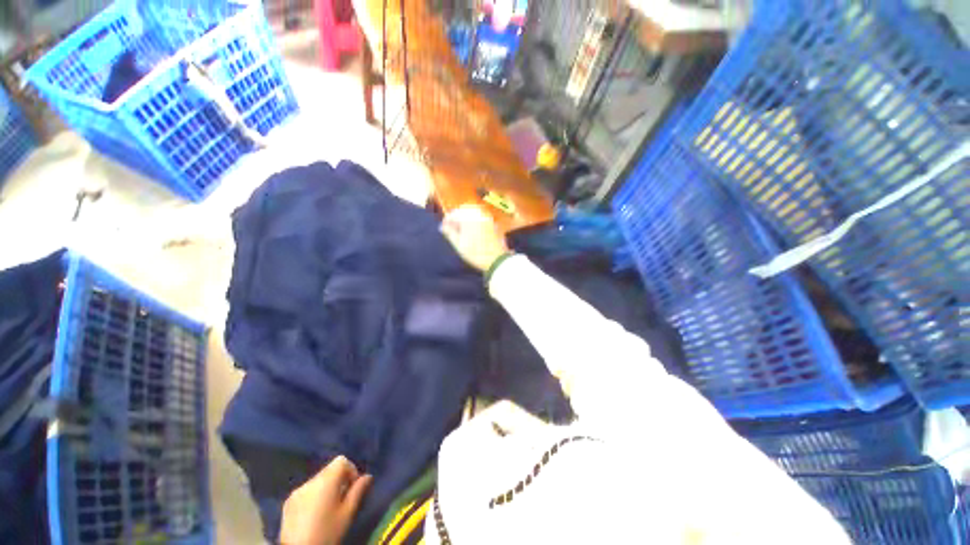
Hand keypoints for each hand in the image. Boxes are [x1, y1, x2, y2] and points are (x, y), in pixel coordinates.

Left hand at [280, 456, 372, 544]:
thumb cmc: (327, 532)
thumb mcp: (347, 513)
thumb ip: (358, 491)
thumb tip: (367, 476)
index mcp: (326, 480)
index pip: (341, 460)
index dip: (351, 470)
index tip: (353, 487)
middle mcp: (310, 481)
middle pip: (329, 470)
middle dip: (339, 480)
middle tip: (343, 499)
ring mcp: (296, 491)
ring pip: (317, 481)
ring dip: (326, 488)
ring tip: (328, 508)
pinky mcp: (288, 502)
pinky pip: (306, 491)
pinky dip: (313, 497)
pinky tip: (314, 515)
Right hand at [441, 205, 509, 271]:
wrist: (497, 259)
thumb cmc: (475, 253)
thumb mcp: (459, 244)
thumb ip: (450, 232)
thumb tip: (443, 226)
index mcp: (468, 217)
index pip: (453, 214)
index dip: (446, 221)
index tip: (443, 228)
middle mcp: (478, 214)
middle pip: (463, 211)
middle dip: (456, 218)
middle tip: (452, 228)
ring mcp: (487, 218)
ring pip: (473, 213)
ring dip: (465, 218)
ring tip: (462, 230)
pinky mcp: (493, 223)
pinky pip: (481, 217)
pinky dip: (474, 221)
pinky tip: (472, 231)